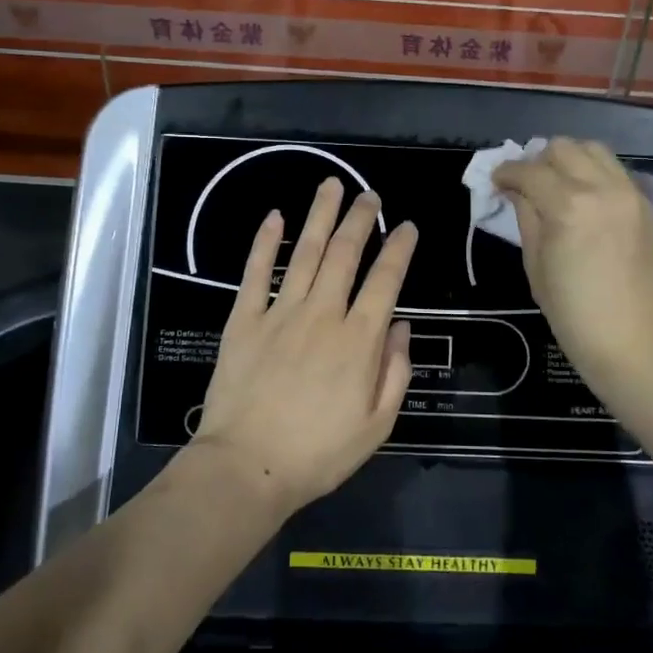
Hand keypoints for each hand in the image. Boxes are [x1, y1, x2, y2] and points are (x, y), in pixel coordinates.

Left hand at [193, 178, 418, 516]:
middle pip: (345, 254)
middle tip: (370, 194)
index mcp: (359, 340)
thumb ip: (395, 372)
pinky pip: (257, 273)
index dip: (399, 249)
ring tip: (331, 185)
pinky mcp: (245, 320)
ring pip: (305, 252)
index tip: (407, 227)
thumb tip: (400, 326)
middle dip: (361, 219)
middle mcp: (323, 314)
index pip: (385, 281)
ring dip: (320, 216)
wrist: (247, 467)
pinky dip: (266, 242)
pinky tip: (275, 216)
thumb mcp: (377, 424)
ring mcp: (281, 313)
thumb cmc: (318, 453)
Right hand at [493, 138, 652, 400]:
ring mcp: (628, 193)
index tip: (496, 182)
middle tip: (526, 185)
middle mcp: (602, 188)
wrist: (635, 341)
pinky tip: (582, 198)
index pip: (529, 171)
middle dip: (537, 161)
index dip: (506, 172)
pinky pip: (613, 170)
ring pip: (593, 149)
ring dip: (568, 160)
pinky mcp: (644, 204)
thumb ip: (526, 218)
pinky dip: (592, 172)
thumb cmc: (574, 314)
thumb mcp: (536, 266)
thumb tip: (516, 191)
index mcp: (569, 206)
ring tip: (555, 185)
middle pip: (562, 148)